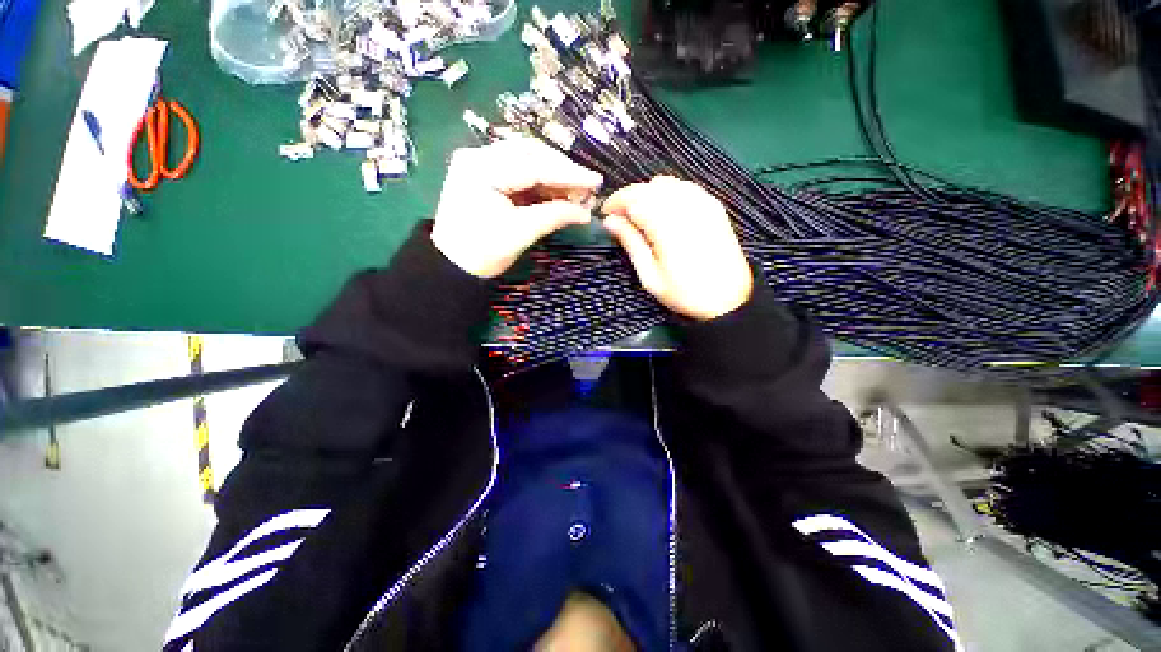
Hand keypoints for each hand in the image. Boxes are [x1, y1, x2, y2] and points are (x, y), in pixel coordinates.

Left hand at [431, 137, 603, 277]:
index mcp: (481, 169)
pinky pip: (520, 172)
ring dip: (554, 176)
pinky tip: (559, 193)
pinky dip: (542, 183)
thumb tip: (586, 212)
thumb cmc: (482, 253)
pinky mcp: (486, 174)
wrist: (452, 265)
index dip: (569, 174)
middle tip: (588, 188)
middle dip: (563, 171)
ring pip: (527, 160)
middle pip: (531, 154)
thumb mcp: (520, 234)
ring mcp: (480, 163)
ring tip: (577, 192)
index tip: (596, 181)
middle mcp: (478, 156)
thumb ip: (554, 216)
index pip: (533, 165)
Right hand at [602, 176, 752, 320]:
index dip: (615, 202)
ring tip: (641, 217)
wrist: (729, 297)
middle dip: (629, 198)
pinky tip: (664, 212)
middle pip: (648, 187)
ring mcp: (702, 202)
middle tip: (620, 219)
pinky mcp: (712, 205)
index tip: (605, 215)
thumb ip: (631, 243)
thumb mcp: (650, 276)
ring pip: (665, 183)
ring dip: (648, 195)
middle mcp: (685, 206)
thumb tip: (610, 221)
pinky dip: (667, 194)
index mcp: (667, 225)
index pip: (634, 198)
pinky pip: (683, 187)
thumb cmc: (684, 292)